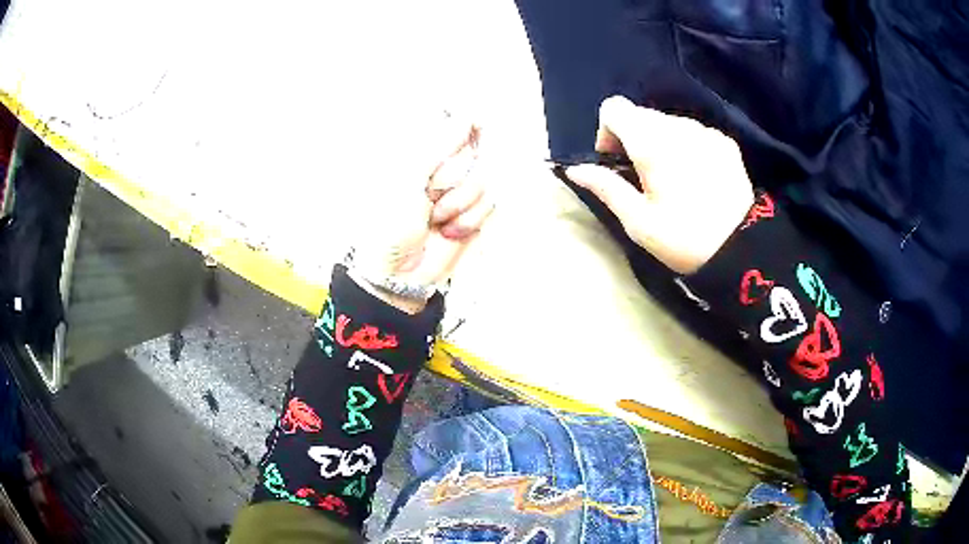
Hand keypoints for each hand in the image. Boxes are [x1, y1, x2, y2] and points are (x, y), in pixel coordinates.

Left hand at [350, 117, 492, 312]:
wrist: (399, 273)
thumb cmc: (389, 226)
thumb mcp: (407, 179)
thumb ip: (438, 146)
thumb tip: (464, 117)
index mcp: (420, 156)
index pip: (453, 128)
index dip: (463, 129)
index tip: (469, 129)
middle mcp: (442, 170)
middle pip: (473, 152)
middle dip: (454, 175)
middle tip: (431, 192)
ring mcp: (459, 192)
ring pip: (483, 179)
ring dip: (459, 202)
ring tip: (435, 217)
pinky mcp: (473, 214)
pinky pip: (489, 204)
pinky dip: (468, 219)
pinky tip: (449, 229)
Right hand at [565, 96, 753, 273]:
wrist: (742, 250)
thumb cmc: (684, 239)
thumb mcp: (639, 222)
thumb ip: (606, 187)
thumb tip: (575, 169)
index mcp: (652, 143)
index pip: (615, 108)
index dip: (607, 130)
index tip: (616, 160)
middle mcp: (678, 127)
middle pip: (642, 115)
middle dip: (634, 138)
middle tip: (643, 176)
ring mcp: (705, 132)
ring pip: (668, 122)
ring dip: (661, 141)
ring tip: (673, 178)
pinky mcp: (725, 142)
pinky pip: (694, 132)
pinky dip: (686, 146)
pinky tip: (697, 177)